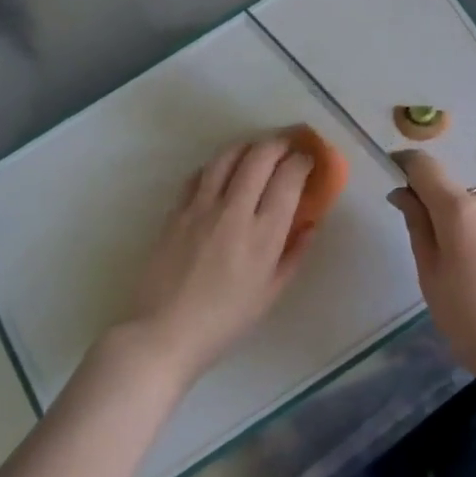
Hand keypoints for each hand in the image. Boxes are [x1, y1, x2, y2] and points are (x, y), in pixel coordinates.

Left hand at [117, 133, 316, 388]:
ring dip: (247, 145)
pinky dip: (217, 165)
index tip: (308, 160)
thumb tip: (311, 224)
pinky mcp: (176, 210)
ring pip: (227, 157)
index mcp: (264, 235)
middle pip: (259, 157)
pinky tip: (223, 170)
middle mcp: (234, 211)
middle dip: (278, 143)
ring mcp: (201, 207)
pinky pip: (200, 175)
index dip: (302, 161)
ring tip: (257, 148)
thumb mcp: (270, 294)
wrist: (164, 332)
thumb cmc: (225, 321)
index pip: (288, 179)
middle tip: (287, 145)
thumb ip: (294, 254)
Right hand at [388, 150, 475, 390]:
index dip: (408, 166)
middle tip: (454, 263)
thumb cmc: (475, 324)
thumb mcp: (432, 280)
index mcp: (460, 210)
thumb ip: (418, 227)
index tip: (399, 176)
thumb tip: (403, 193)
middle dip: (452, 217)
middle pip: (463, 197)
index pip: (425, 167)